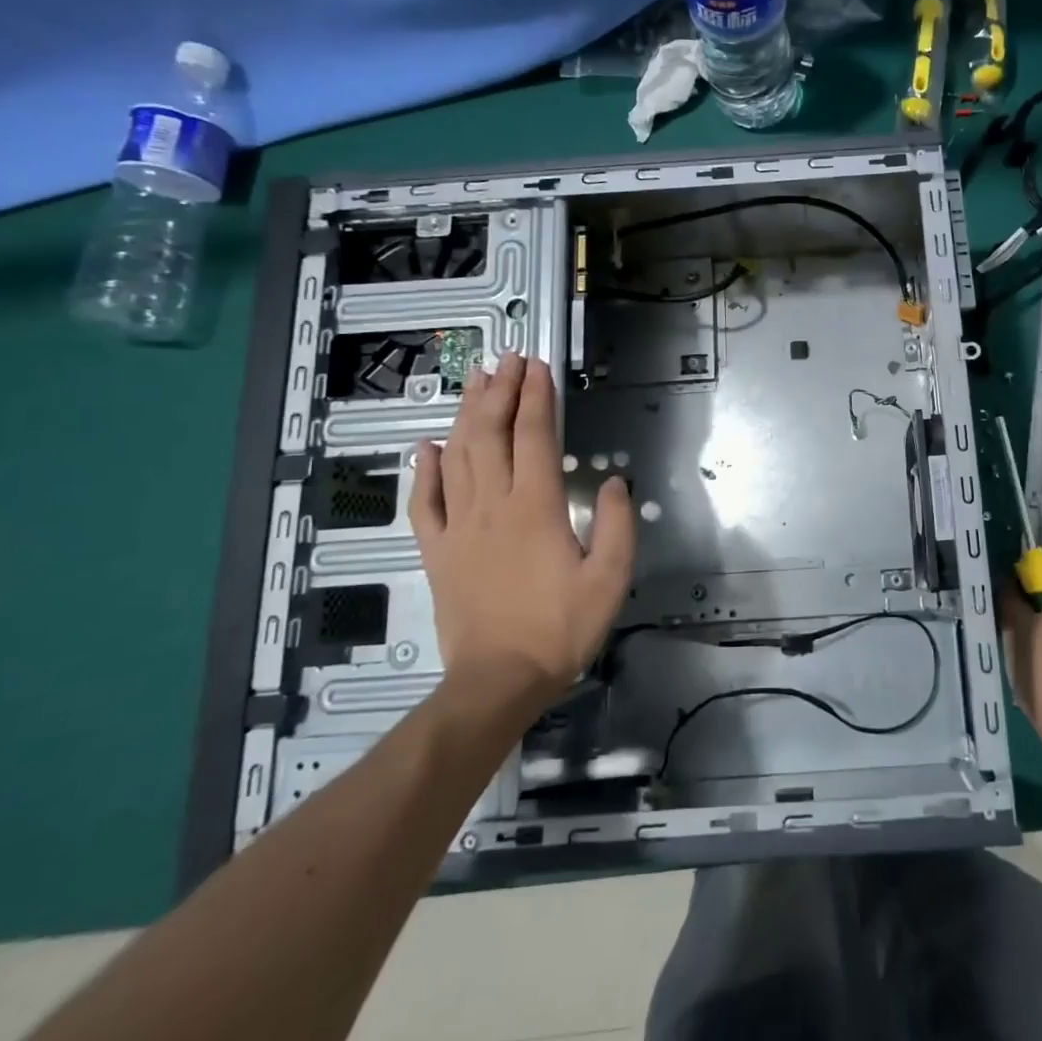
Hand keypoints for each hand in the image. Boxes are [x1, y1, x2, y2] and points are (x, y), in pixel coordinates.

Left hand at [409, 355, 634, 705]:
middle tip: (506, 359)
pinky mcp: (437, 552)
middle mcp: (493, 506)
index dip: (536, 397)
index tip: (537, 366)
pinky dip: (424, 471)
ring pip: (458, 457)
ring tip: (474, 382)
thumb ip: (617, 526)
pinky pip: (425, 503)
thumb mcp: (610, 580)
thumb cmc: (560, 628)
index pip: (534, 437)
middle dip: (500, 391)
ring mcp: (458, 527)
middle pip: (491, 435)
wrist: (497, 680)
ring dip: (466, 415)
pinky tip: (427, 447)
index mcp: (535, 508)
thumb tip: (612, 482)